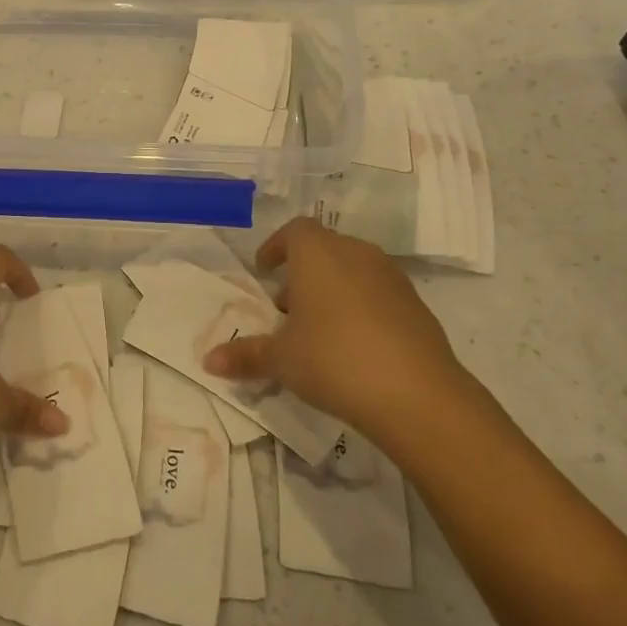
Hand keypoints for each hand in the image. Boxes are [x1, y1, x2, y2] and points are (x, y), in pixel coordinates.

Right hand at [205, 217, 466, 431]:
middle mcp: (356, 254)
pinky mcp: (417, 306)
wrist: (417, 394)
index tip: (264, 270)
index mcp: (318, 254)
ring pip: (353, 271)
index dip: (276, 246)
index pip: (295, 230)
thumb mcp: (281, 359)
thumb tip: (209, 361)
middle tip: (285, 308)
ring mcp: (392, 278)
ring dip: (332, 290)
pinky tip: (354, 346)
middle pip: (324, 249)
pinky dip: (361, 308)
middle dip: (302, 273)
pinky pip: (378, 295)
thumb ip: (245, 355)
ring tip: (317, 330)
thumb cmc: (333, 360)